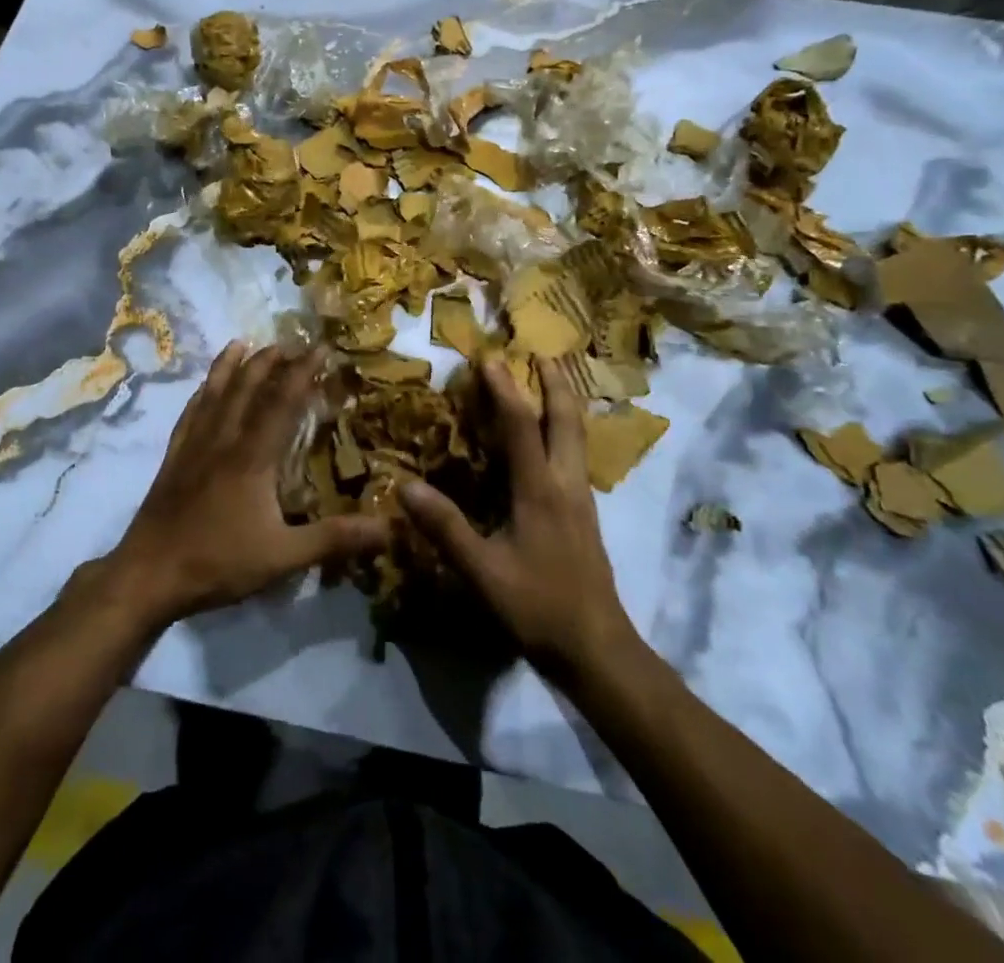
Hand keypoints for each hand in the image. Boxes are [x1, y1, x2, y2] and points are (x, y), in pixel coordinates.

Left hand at [99, 343, 390, 628]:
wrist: (148, 575)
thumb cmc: (218, 562)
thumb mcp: (283, 557)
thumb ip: (334, 539)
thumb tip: (388, 527)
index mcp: (252, 457)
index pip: (282, 402)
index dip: (303, 372)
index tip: (321, 348)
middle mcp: (223, 440)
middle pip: (246, 388)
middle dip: (269, 361)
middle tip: (288, 343)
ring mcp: (194, 446)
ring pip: (215, 393)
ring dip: (231, 366)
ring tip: (242, 343)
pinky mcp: (174, 458)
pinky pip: (190, 414)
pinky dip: (201, 393)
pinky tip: (204, 388)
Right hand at [398, 356, 645, 680]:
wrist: (598, 649)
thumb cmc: (538, 607)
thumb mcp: (482, 572)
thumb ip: (445, 528)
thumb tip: (405, 485)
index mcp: (541, 490)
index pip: (521, 425)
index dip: (504, 389)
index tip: (489, 357)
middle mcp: (566, 484)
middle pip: (567, 420)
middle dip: (556, 383)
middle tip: (544, 354)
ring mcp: (581, 500)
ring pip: (577, 437)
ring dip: (564, 404)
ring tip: (552, 383)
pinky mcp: (585, 516)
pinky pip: (576, 456)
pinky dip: (564, 431)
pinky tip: (553, 441)